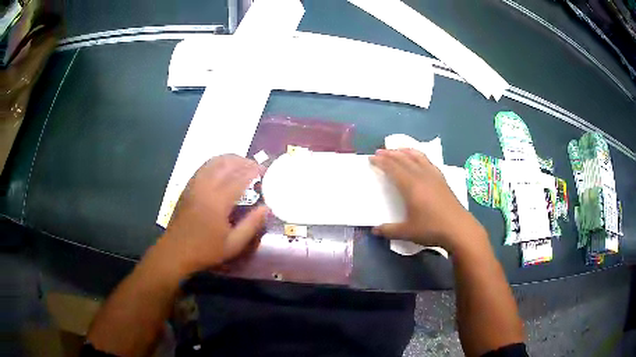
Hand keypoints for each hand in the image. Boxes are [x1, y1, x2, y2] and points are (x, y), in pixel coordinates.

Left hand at [155, 155, 268, 277]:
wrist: (176, 251)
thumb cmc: (205, 250)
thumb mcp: (233, 244)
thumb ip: (251, 225)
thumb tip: (266, 208)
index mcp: (218, 201)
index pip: (239, 178)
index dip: (254, 171)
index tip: (266, 171)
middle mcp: (205, 187)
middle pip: (227, 164)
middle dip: (244, 161)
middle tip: (257, 167)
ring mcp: (194, 184)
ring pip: (214, 161)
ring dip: (230, 159)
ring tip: (243, 164)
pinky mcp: (188, 186)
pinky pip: (204, 166)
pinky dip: (217, 162)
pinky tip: (223, 168)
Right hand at [370, 149, 485, 251]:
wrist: (459, 229)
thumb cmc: (431, 229)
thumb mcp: (407, 232)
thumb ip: (389, 230)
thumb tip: (375, 230)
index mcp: (411, 186)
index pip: (393, 168)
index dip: (381, 162)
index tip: (372, 157)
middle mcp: (422, 176)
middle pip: (404, 159)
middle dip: (390, 154)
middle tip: (380, 151)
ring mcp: (434, 176)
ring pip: (418, 157)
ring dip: (405, 151)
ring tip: (398, 149)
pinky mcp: (442, 180)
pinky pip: (428, 162)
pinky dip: (420, 156)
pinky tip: (419, 159)